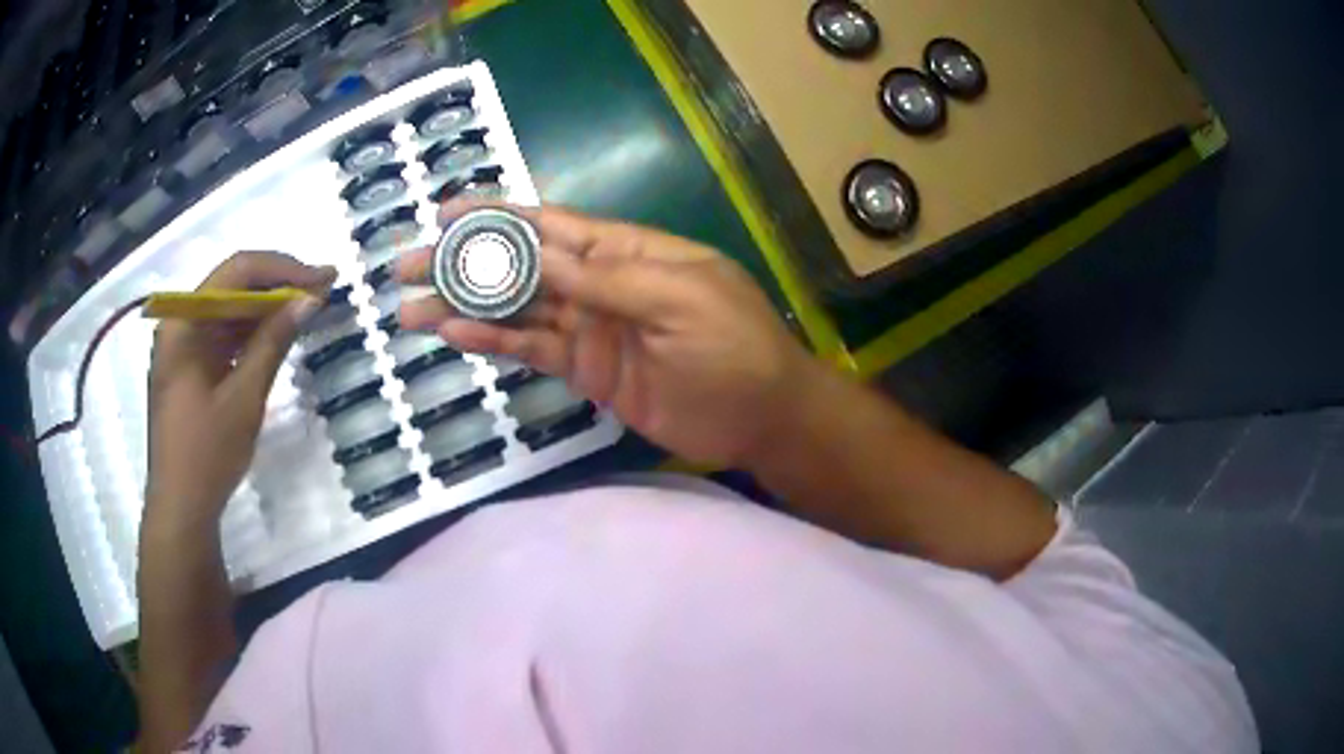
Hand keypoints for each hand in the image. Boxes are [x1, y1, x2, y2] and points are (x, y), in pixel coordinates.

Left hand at [146, 252, 333, 523]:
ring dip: (267, 309)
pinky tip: (277, 336)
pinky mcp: (189, 367)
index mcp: (184, 322)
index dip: (283, 268)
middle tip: (323, 290)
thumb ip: (273, 342)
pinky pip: (223, 336)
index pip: (237, 271)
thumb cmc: (207, 454)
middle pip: (232, 286)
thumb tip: (310, 298)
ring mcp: (182, 346)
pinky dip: (251, 334)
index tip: (323, 277)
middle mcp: (180, 323)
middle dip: (278, 285)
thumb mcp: (244, 397)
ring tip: (307, 309)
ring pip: (229, 311)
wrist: (181, 509)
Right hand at [398, 201, 824, 466]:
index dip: (497, 217)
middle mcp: (599, 282)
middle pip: (519, 265)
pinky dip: (493, 343)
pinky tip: (455, 335)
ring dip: (463, 307)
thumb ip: (606, 277)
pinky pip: (532, 351)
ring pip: (515, 310)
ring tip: (411, 310)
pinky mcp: (586, 370)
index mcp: (626, 251)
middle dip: (463, 263)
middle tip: (405, 265)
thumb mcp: (679, 298)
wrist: (763, 415)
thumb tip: (538, 251)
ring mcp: (589, 327)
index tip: (445, 214)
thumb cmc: (734, 347)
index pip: (550, 225)